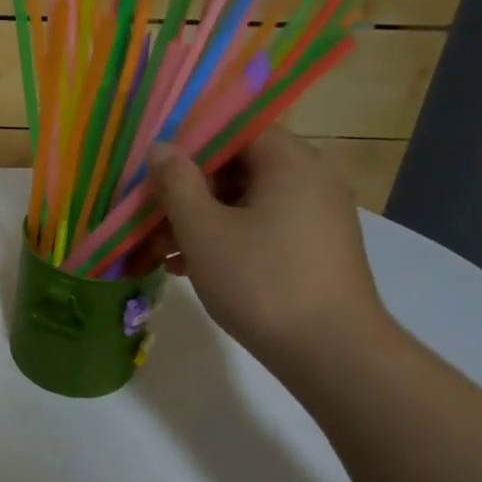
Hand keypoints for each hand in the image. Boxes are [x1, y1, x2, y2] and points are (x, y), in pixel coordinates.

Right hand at [145, 127, 391, 378]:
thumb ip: (177, 182)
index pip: (237, 128)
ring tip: (159, 248)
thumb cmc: (261, 281)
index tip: (156, 166)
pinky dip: (225, 239)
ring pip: (245, 202)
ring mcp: (316, 217)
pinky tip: (187, 267)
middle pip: (238, 167)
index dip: (192, 142)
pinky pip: (261, 228)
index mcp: (290, 163)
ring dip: (200, 219)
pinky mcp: (313, 250)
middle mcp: (310, 180)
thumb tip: (162, 147)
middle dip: (188, 189)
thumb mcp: (203, 230)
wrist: (331, 353)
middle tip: (149, 213)